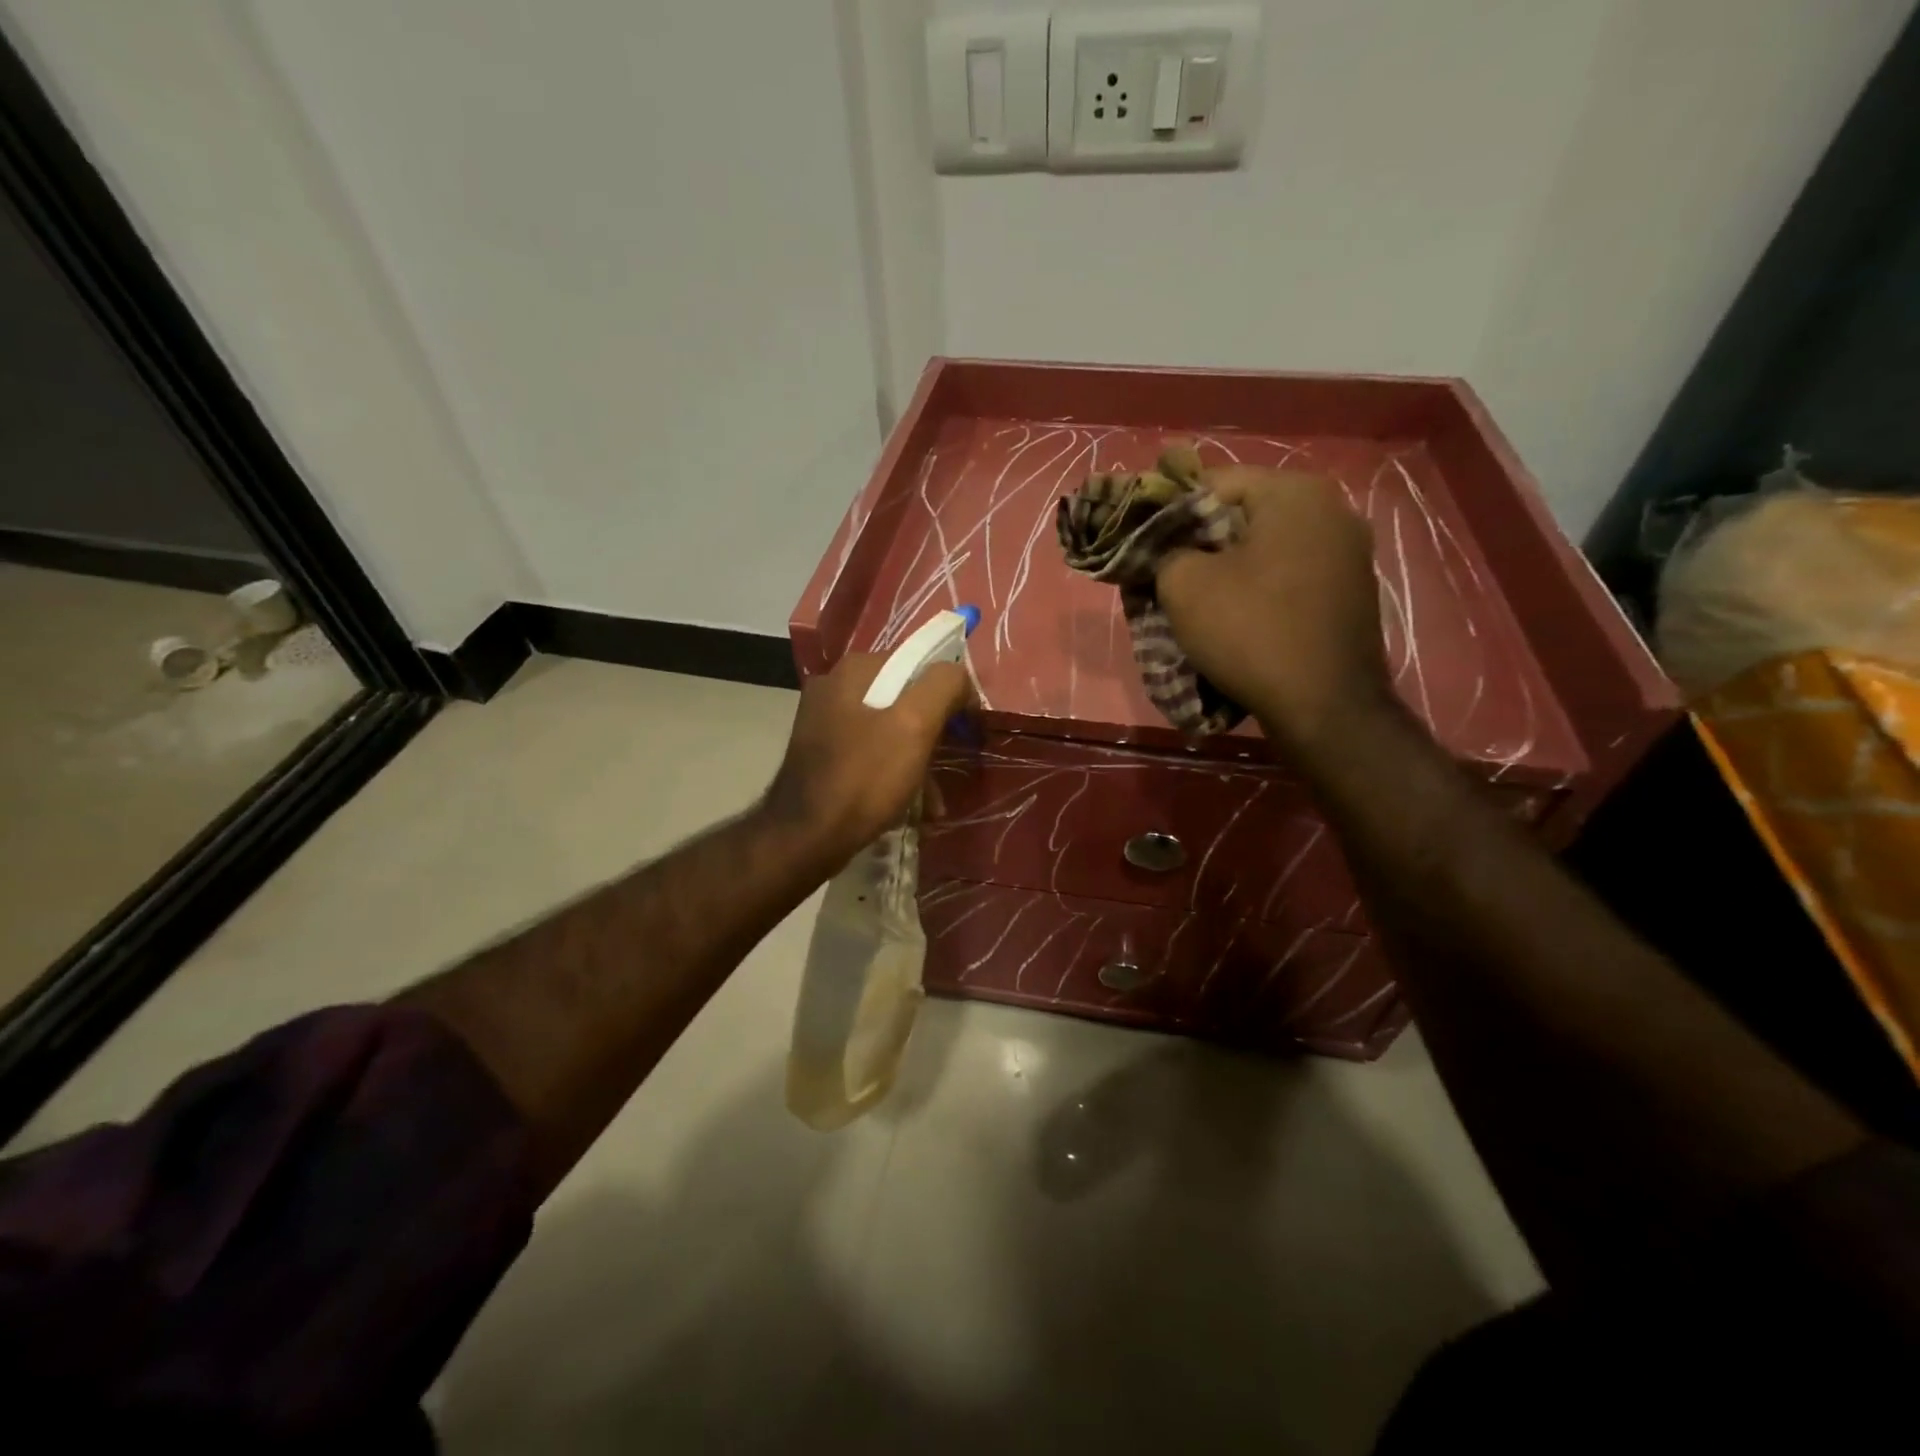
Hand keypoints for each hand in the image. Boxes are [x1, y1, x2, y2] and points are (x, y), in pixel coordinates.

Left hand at [761, 652, 973, 868]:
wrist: (806, 838)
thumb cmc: (864, 778)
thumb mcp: (914, 726)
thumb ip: (943, 687)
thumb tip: (960, 678)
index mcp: (854, 671)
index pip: (919, 665)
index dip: (949, 694)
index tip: (965, 729)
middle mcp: (834, 688)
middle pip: (904, 699)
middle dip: (933, 734)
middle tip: (951, 762)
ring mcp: (824, 722)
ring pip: (890, 730)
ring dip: (918, 760)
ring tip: (935, 799)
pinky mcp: (822, 755)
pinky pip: (872, 754)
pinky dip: (895, 774)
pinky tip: (913, 805)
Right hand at [1156, 466, 1393, 750]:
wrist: (1324, 706)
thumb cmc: (1250, 631)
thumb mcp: (1183, 585)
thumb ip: (1165, 550)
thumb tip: (1168, 550)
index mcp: (1294, 493)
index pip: (1213, 482)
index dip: (1168, 509)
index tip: (1142, 539)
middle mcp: (1332, 510)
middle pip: (1243, 514)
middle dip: (1200, 540)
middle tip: (1164, 571)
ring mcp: (1349, 553)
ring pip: (1267, 547)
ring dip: (1228, 566)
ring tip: (1196, 597)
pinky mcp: (1351, 592)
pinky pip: (1290, 575)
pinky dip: (1258, 587)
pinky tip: (1237, 615)